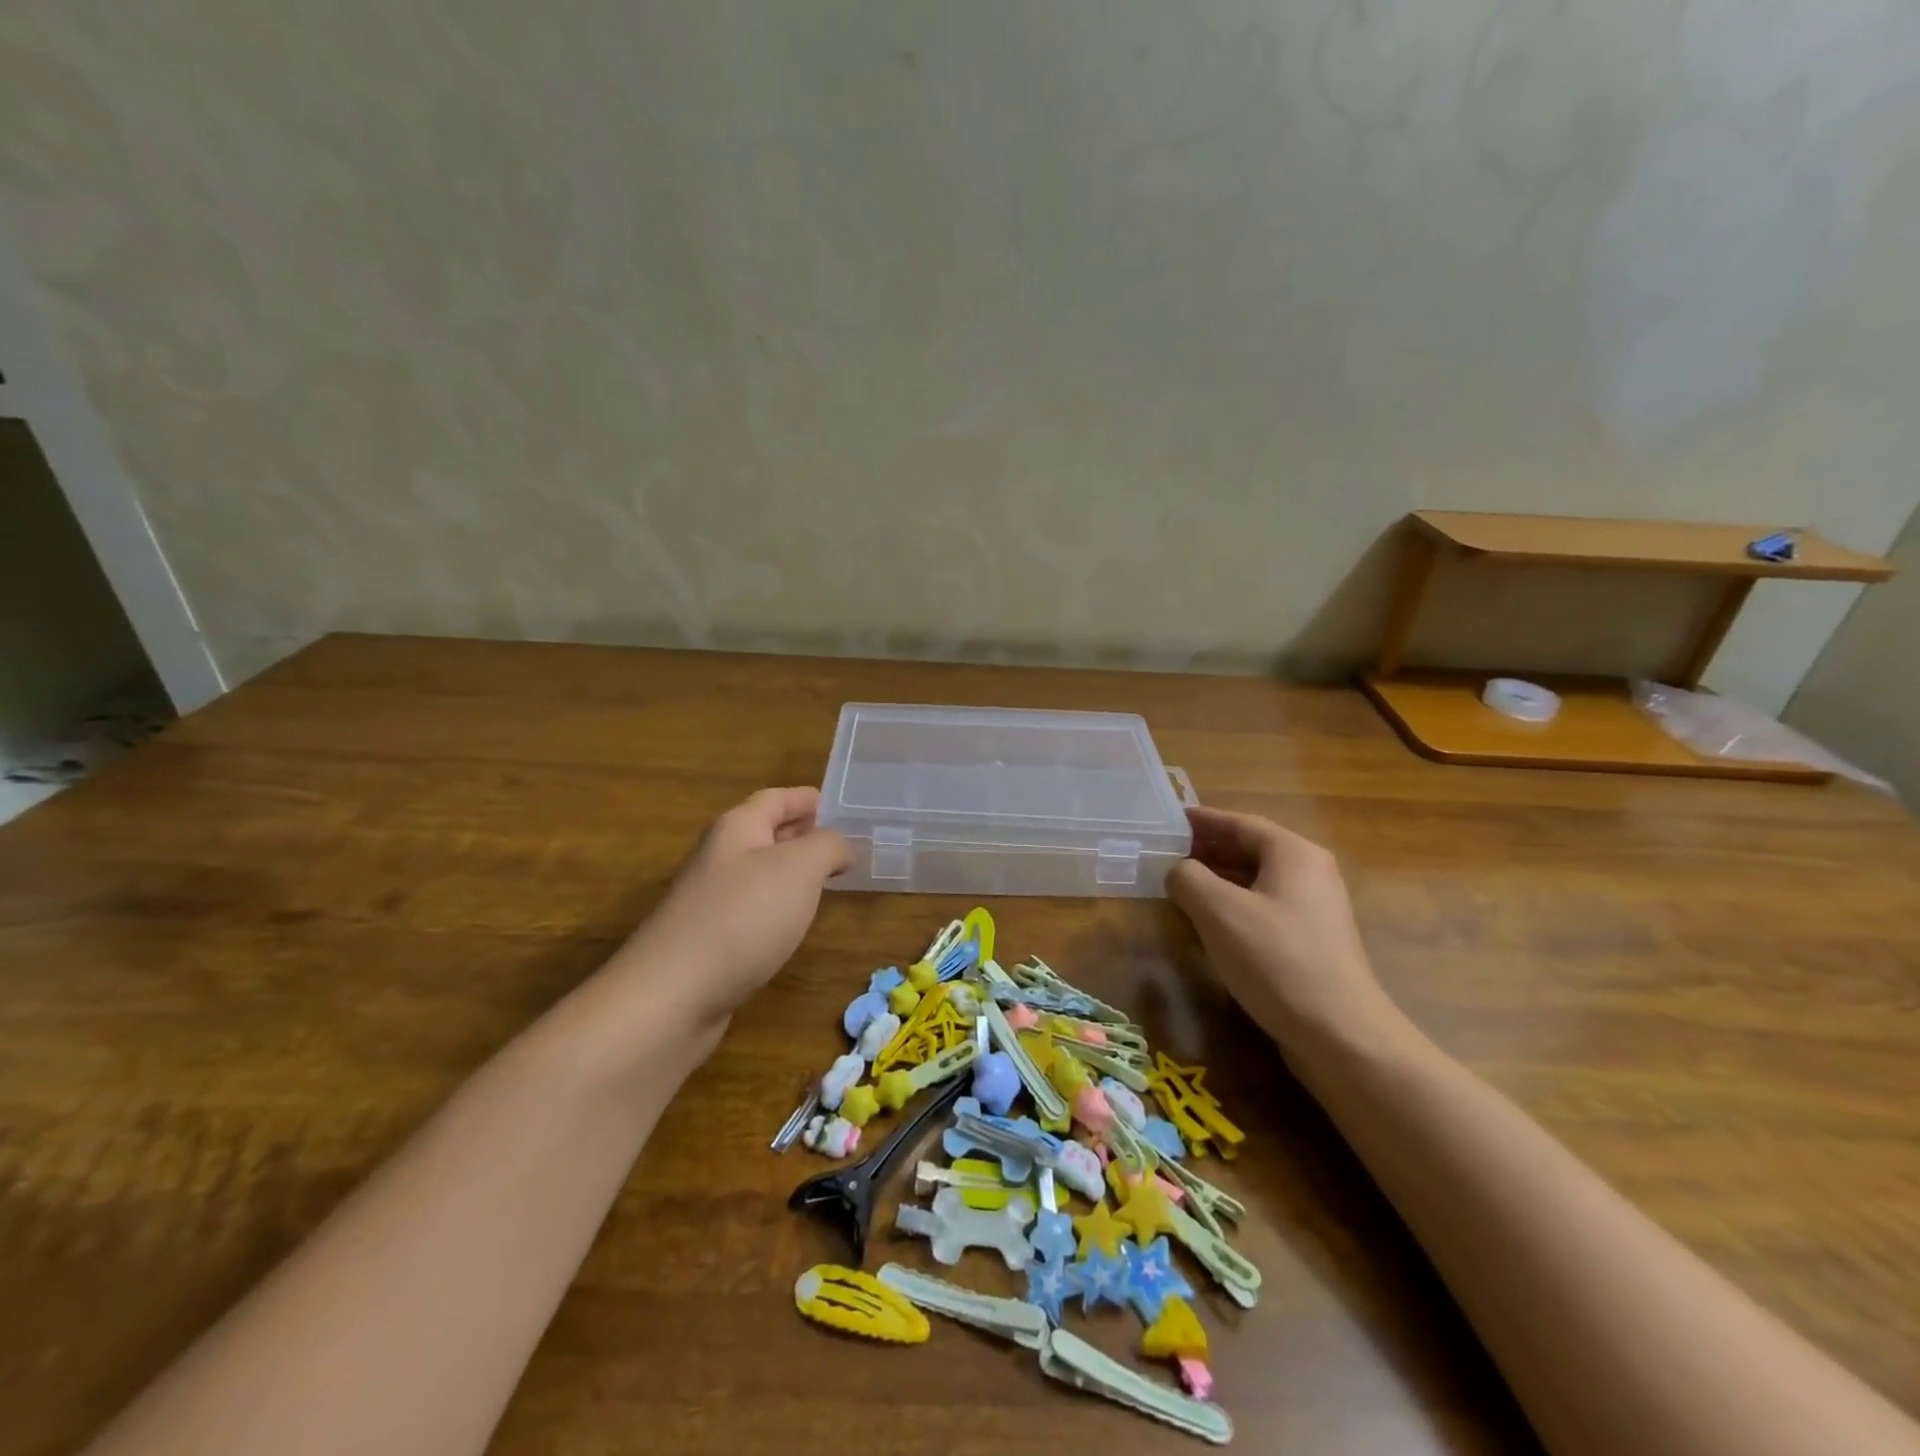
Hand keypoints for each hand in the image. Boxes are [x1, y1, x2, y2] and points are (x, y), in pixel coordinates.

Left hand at [614, 787, 851, 1032]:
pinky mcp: (709, 940)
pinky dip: (779, 907)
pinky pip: (753, 909)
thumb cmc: (743, 917)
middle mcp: (720, 857)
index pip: (776, 799)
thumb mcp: (799, 868)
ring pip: (760, 873)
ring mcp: (710, 900)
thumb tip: (840, 847)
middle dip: (803, 834)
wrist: (671, 995)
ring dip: (793, 872)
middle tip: (845, 843)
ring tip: (829, 881)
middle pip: (766, 833)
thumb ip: (827, 846)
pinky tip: (795, 924)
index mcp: (737, 828)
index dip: (808, 798)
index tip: (841, 805)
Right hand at [1167, 807, 1400, 1056]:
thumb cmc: (1275, 959)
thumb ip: (1188, 878)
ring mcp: (1316, 910)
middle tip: (1167, 854)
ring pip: (1257, 880)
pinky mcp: (1312, 942)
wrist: (1339, 1034)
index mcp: (1294, 854)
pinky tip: (1210, 924)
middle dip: (1208, 849)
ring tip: (1180, 886)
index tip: (1168, 821)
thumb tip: (1178, 871)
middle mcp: (1311, 873)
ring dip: (1219, 879)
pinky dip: (1235, 905)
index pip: (1241, 823)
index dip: (1202, 820)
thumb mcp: (1218, 911)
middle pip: (1251, 849)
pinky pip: (1265, 908)